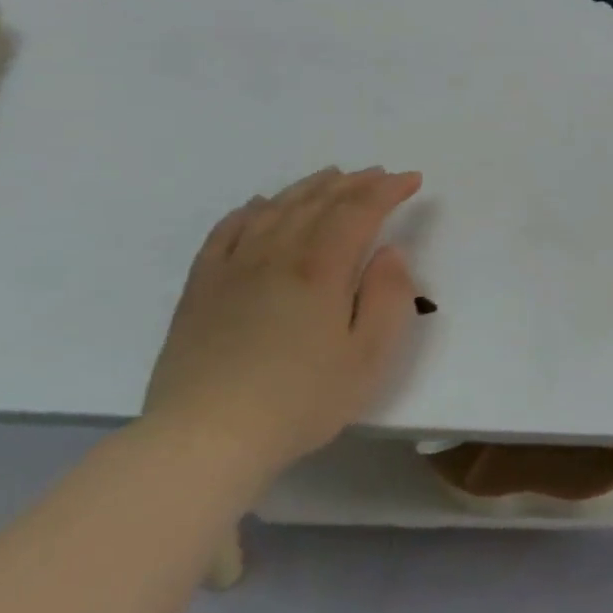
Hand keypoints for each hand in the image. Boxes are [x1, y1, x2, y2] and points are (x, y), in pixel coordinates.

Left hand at [141, 167, 424, 482]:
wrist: (204, 439)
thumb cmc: (300, 400)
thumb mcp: (368, 356)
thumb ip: (388, 297)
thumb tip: (390, 253)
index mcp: (320, 269)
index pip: (359, 211)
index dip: (387, 190)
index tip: (411, 180)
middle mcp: (276, 255)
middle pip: (318, 203)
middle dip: (354, 183)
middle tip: (379, 174)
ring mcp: (233, 268)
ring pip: (275, 209)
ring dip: (308, 188)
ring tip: (331, 177)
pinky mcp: (201, 288)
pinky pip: (226, 232)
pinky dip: (249, 210)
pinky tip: (260, 205)